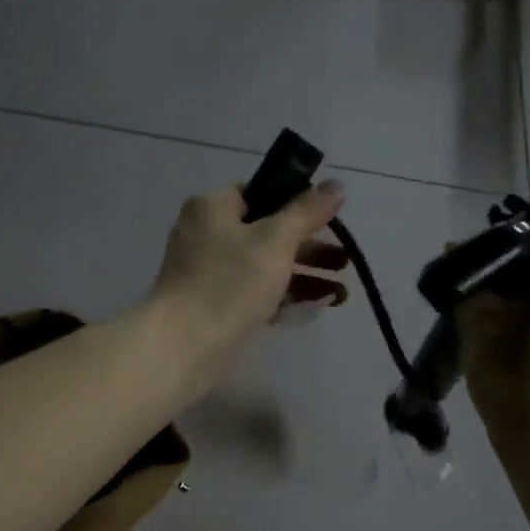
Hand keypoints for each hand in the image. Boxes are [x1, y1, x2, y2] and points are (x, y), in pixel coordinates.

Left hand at [146, 181, 348, 372]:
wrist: (184, 346)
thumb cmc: (229, 283)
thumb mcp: (275, 241)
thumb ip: (306, 212)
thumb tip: (335, 185)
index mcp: (212, 208)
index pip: (258, 193)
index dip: (295, 203)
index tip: (328, 221)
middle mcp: (206, 235)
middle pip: (267, 233)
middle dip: (310, 248)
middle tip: (345, 261)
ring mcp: (208, 273)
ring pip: (264, 266)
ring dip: (305, 275)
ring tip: (342, 293)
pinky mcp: (214, 306)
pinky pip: (256, 293)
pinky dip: (285, 296)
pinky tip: (319, 306)